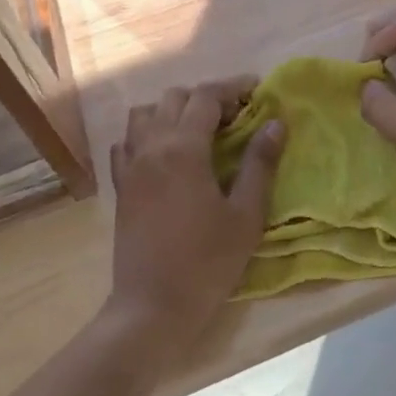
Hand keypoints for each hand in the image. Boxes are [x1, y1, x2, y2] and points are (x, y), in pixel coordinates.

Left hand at [106, 81, 285, 361]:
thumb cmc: (207, 263)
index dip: (233, 87)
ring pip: (145, 114)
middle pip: (175, 97)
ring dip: (172, 111)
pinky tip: (163, 153)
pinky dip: (145, 134)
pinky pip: (126, 142)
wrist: (152, 307)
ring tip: (198, 130)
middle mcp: (151, 146)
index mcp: (183, 148)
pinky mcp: (120, 186)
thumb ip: (260, 164)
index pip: (206, 96)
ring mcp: (130, 165)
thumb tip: (275, 123)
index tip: (257, 90)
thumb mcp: (245, 215)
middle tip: (234, 116)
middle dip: (206, 97)